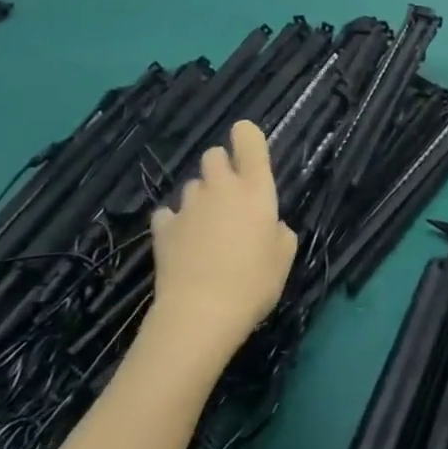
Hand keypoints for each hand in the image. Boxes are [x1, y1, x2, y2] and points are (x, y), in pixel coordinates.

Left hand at [148, 122, 296, 358]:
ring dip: (200, 198)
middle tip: (229, 196)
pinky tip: (182, 243)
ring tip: (206, 228)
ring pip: (192, 186)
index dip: (246, 135)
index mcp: (255, 189)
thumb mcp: (284, 257)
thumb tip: (270, 226)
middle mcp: (221, 188)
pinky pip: (168, 214)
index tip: (247, 142)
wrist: (201, 313)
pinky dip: (175, 223)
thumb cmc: (254, 282)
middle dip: (221, 167)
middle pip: (213, 155)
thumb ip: (279, 232)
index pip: (249, 141)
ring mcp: (188, 206)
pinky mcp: (162, 228)